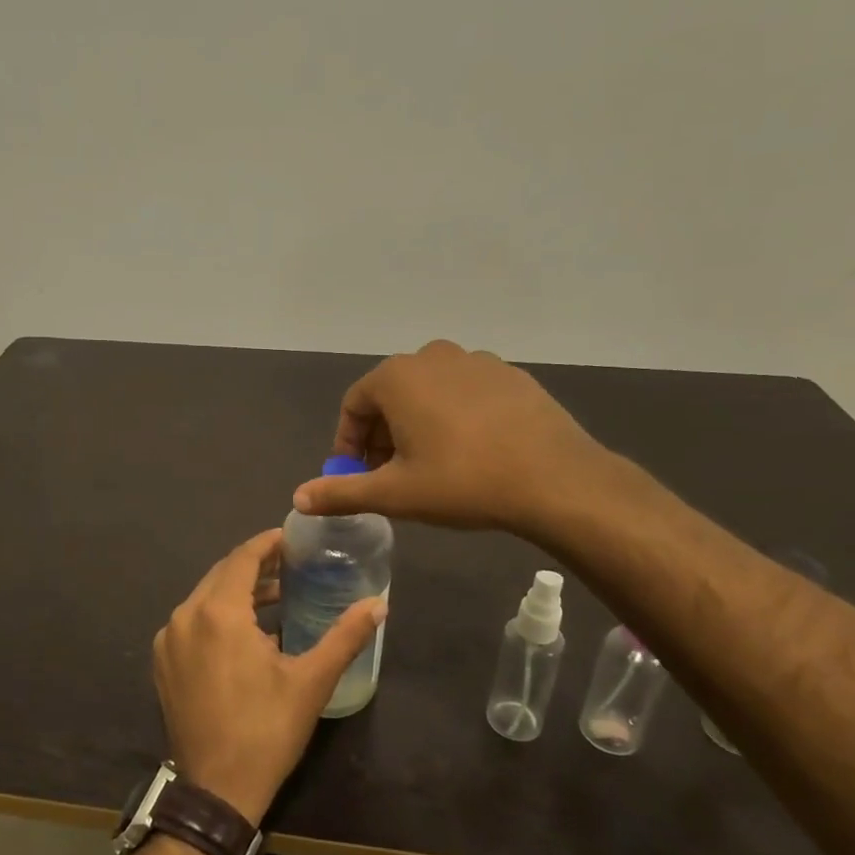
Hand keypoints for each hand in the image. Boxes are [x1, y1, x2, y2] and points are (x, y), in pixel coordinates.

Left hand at [152, 529, 385, 825]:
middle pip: (222, 574)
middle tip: (290, 565)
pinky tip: (244, 632)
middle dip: (255, 565)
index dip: (268, 543)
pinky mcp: (162, 662)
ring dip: (237, 591)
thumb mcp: (311, 681)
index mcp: (217, 613)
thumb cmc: (266, 731)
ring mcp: (168, 640)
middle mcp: (185, 616)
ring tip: (275, 596)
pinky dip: (216, 615)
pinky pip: (191, 622)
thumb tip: (380, 604)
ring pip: (204, 597)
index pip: (242, 558)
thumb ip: (345, 636)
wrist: (215, 790)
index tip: (292, 538)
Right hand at [291, 339, 613, 535]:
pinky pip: (466, 393)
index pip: (354, 405)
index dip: (348, 443)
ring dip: (417, 424)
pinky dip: (455, 416)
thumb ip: (342, 492)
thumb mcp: (395, 493)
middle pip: (391, 395)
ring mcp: (476, 361)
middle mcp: (432, 357)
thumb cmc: (463, 482)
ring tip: (430, 464)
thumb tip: (298, 498)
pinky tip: (471, 451)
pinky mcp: (511, 375)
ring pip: (429, 392)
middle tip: (390, 474)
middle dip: (382, 435)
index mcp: (397, 377)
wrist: (555, 479)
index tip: (356, 476)